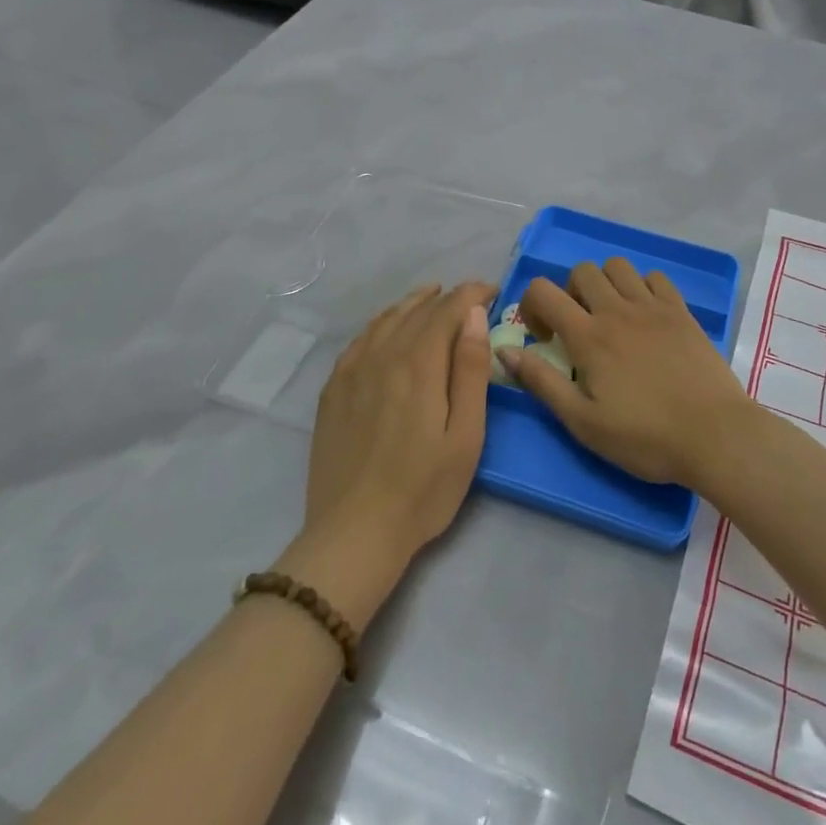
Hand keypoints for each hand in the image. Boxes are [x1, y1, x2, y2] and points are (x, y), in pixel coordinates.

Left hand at [305, 281, 495, 567]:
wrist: (354, 532)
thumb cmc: (424, 489)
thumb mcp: (465, 435)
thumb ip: (470, 371)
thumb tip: (474, 316)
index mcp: (418, 364)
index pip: (447, 309)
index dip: (471, 294)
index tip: (492, 291)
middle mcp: (382, 356)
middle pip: (416, 310)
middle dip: (446, 297)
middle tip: (469, 297)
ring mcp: (351, 372)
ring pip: (385, 320)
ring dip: (412, 303)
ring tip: (431, 296)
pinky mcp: (333, 390)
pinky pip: (359, 340)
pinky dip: (380, 323)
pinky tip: (387, 328)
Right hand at [504, 259, 756, 487]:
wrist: (715, 435)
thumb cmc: (645, 437)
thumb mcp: (583, 422)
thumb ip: (541, 382)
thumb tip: (505, 351)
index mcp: (589, 336)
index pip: (543, 291)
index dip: (532, 305)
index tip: (543, 338)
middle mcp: (617, 310)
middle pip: (581, 270)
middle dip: (569, 292)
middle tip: (578, 327)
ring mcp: (653, 306)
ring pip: (618, 266)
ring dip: (605, 283)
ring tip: (611, 317)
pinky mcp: (682, 311)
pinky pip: (655, 277)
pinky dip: (642, 287)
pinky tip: (645, 316)